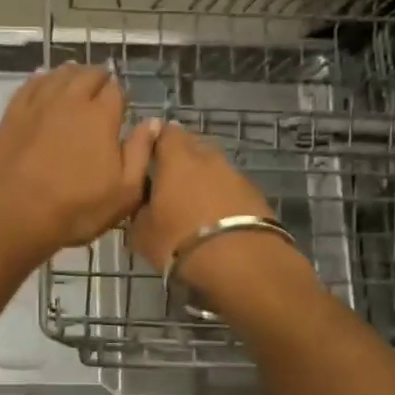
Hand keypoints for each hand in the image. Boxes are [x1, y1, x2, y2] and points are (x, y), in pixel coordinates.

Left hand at [0, 64, 159, 262]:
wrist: (14, 213)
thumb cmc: (76, 208)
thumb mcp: (124, 191)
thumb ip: (141, 153)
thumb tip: (153, 122)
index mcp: (101, 116)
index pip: (116, 90)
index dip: (121, 96)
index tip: (121, 108)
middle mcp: (71, 100)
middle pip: (88, 74)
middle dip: (99, 78)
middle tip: (102, 89)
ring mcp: (38, 104)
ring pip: (59, 74)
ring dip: (72, 73)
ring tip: (77, 79)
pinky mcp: (13, 114)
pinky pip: (30, 84)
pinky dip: (42, 78)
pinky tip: (43, 79)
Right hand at [126, 122, 275, 272]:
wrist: (241, 262)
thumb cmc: (180, 241)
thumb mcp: (142, 233)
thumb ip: (139, 211)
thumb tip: (142, 204)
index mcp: (177, 159)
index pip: (165, 132)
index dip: (155, 141)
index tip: (146, 157)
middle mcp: (208, 158)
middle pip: (192, 147)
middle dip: (180, 160)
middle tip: (167, 184)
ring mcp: (235, 174)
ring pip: (213, 169)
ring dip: (203, 181)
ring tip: (192, 206)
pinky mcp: (256, 194)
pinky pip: (231, 189)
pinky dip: (222, 198)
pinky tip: (216, 220)